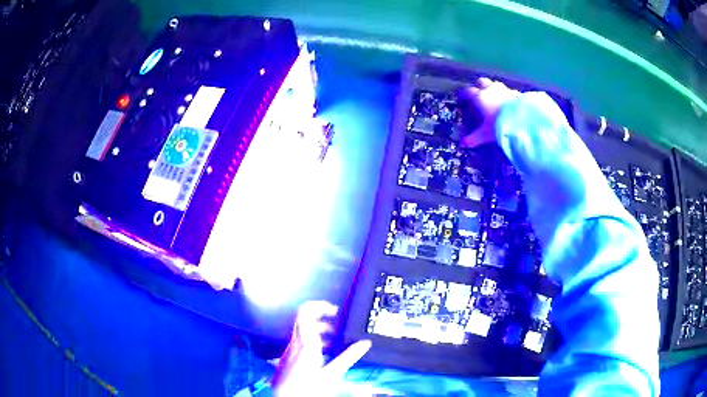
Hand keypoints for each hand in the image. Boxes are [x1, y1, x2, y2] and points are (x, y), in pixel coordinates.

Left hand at [272, 301, 371, 396]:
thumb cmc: (305, 388)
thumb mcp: (332, 374)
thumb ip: (348, 357)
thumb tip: (364, 344)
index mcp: (306, 343)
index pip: (306, 311)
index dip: (320, 305)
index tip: (335, 310)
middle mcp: (295, 343)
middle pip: (304, 318)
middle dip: (322, 317)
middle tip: (338, 324)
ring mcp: (290, 349)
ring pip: (302, 330)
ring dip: (319, 330)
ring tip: (334, 339)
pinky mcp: (288, 357)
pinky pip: (300, 341)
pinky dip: (313, 340)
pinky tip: (323, 353)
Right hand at [459, 77, 519, 147]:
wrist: (521, 121)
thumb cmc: (499, 125)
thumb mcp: (485, 134)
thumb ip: (474, 138)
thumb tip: (463, 143)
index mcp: (480, 97)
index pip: (469, 91)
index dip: (465, 94)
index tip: (463, 97)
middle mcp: (491, 90)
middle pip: (482, 82)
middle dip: (479, 86)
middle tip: (479, 93)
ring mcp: (504, 90)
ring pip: (496, 84)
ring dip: (494, 89)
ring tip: (494, 97)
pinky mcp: (516, 93)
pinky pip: (509, 91)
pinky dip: (507, 95)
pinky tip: (509, 101)